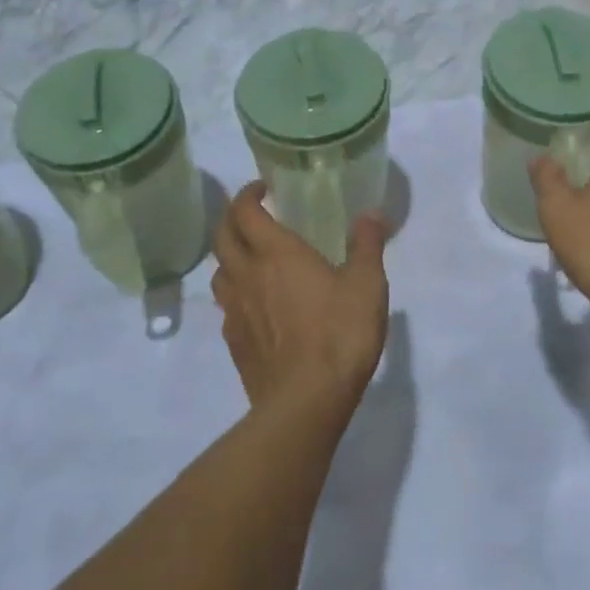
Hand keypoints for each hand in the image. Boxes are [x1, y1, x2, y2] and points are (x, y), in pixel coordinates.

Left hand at [211, 183, 389, 412]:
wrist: (305, 401)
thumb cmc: (339, 333)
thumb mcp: (367, 284)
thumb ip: (367, 244)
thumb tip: (371, 213)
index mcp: (276, 253)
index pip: (244, 211)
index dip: (248, 194)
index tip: (263, 188)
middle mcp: (247, 275)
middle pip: (222, 236)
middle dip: (232, 218)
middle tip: (253, 215)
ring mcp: (235, 311)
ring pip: (219, 272)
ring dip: (230, 256)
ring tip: (252, 257)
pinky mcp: (235, 343)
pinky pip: (226, 307)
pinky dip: (235, 293)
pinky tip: (256, 305)